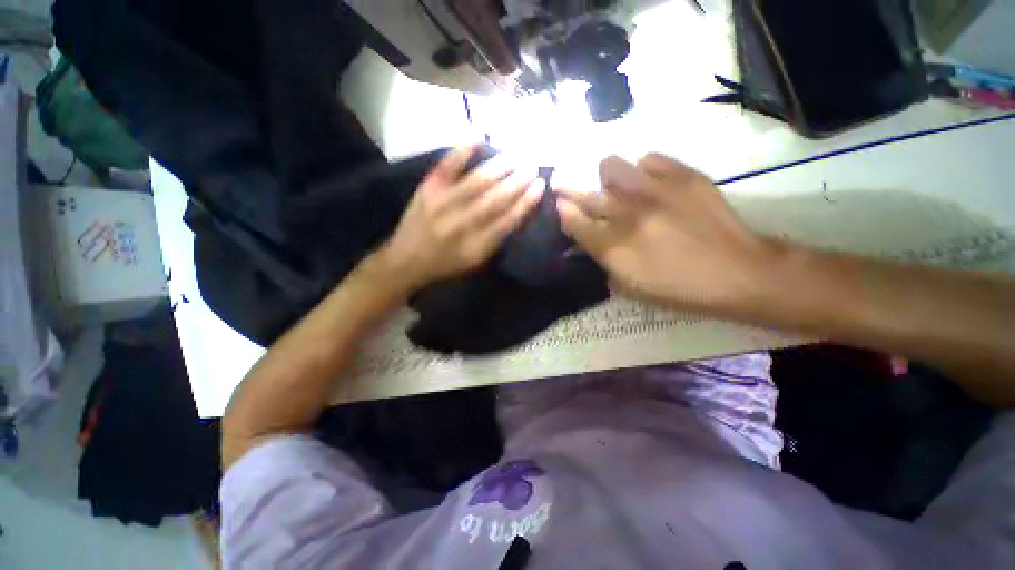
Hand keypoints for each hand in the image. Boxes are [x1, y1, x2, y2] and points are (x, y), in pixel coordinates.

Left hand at [372, 145, 543, 294]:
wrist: (406, 260)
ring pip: (478, 182)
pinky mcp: (427, 189)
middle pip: (495, 199)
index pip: (507, 221)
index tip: (540, 186)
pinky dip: (462, 150)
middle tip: (532, 166)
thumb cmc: (446, 264)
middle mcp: (462, 225)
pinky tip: (478, 135)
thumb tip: (516, 213)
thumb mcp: (475, 262)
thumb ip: (495, 241)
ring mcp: (443, 204)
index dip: (525, 202)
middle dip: (517, 182)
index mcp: (476, 246)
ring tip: (516, 155)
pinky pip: (447, 166)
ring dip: (500, 167)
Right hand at [555, 154, 775, 311]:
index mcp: (613, 247)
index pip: (572, 220)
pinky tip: (651, 184)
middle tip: (566, 187)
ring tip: (619, 188)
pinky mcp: (683, 175)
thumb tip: (585, 241)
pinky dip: (643, 170)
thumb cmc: (678, 288)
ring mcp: (655, 190)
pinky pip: (648, 159)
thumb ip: (602, 261)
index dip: (561, 210)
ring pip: (611, 166)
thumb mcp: (630, 287)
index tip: (558, 205)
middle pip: (584, 193)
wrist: (738, 272)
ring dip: (607, 179)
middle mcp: (627, 214)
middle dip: (569, 190)